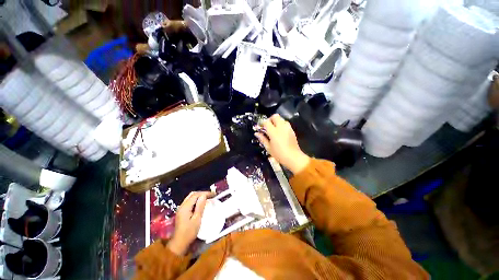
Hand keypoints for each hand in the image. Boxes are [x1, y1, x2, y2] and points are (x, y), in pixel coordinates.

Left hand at [168, 191, 211, 255]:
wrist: (179, 243)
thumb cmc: (189, 232)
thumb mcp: (197, 219)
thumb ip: (200, 206)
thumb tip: (204, 195)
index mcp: (185, 207)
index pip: (196, 195)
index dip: (205, 193)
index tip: (213, 194)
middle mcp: (182, 205)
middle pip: (192, 194)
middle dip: (202, 193)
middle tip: (211, 195)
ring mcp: (181, 208)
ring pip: (190, 197)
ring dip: (199, 196)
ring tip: (207, 198)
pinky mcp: (181, 211)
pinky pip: (189, 201)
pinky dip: (196, 200)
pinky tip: (201, 203)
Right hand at [255, 114, 309, 173]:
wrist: (293, 158)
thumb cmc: (279, 154)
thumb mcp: (268, 148)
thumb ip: (262, 139)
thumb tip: (257, 133)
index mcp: (274, 132)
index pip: (266, 122)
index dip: (262, 123)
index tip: (260, 127)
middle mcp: (281, 127)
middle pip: (275, 116)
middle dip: (270, 119)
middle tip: (267, 126)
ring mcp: (288, 128)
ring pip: (281, 119)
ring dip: (276, 121)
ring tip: (273, 129)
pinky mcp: (292, 130)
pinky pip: (286, 123)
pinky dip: (281, 125)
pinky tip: (280, 132)